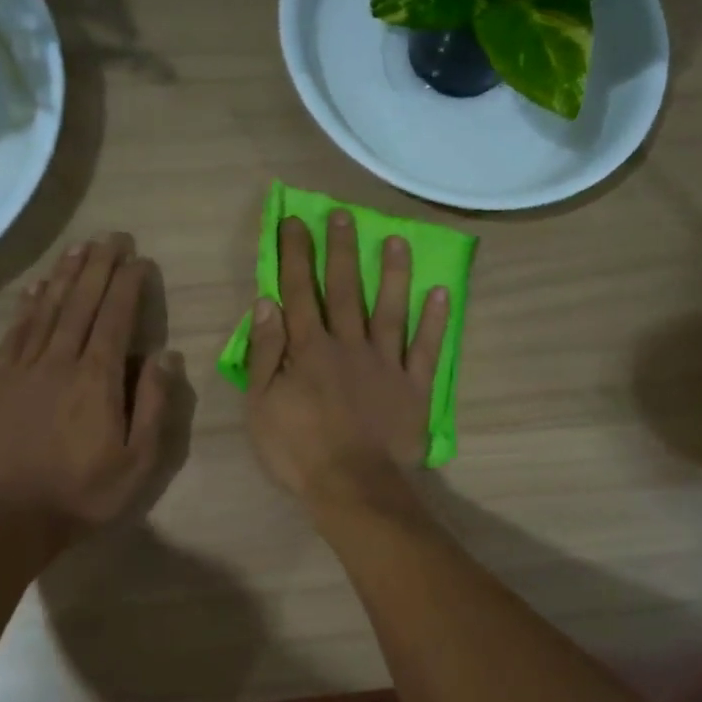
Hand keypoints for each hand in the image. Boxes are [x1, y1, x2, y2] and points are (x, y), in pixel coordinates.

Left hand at [0, 233, 177, 548]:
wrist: (11, 517)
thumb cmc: (85, 492)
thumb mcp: (139, 461)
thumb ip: (153, 404)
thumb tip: (166, 355)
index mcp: (97, 379)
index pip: (115, 318)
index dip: (128, 285)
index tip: (140, 260)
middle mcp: (60, 361)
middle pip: (81, 302)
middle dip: (99, 266)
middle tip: (113, 236)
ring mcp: (25, 368)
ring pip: (47, 309)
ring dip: (65, 274)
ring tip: (80, 247)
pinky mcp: (0, 380)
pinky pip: (16, 331)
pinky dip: (28, 304)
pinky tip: (36, 286)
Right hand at [245, 213, 449, 509]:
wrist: (352, 486)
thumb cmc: (298, 449)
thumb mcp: (262, 404)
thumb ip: (265, 352)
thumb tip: (267, 303)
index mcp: (309, 349)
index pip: (299, 292)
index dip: (296, 255)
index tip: (295, 222)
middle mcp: (348, 345)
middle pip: (345, 290)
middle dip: (341, 250)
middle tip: (345, 216)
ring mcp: (386, 363)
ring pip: (390, 309)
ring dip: (393, 273)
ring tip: (397, 240)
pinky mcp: (413, 386)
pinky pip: (426, 348)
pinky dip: (435, 321)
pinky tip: (440, 293)